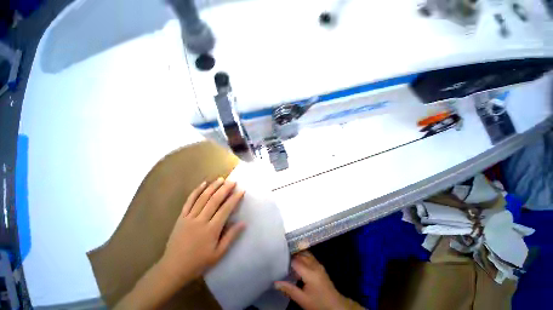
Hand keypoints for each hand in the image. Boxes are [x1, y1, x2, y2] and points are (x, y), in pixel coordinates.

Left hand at [159, 178, 245, 287]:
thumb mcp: (218, 254)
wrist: (173, 268)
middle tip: (232, 181)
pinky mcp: (181, 217)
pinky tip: (203, 183)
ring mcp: (189, 217)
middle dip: (225, 189)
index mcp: (211, 230)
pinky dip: (196, 191)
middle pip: (214, 200)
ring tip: (221, 179)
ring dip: (213, 187)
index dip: (234, 199)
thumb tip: (243, 223)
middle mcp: (201, 220)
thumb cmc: (198, 262)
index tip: (241, 191)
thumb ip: (231, 236)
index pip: (225, 209)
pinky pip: (189, 201)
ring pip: (203, 198)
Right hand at [275, 251, 363, 309]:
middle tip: (281, 258)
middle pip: (300, 254)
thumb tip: (275, 283)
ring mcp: (318, 264)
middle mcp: (314, 264)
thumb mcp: (302, 299)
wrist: (335, 305)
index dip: (286, 259)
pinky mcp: (320, 266)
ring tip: (288, 259)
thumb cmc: (318, 303)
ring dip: (297, 254)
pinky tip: (298, 262)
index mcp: (309, 271)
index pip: (295, 260)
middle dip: (291, 255)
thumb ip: (289, 289)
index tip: (278, 259)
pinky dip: (302, 256)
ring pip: (305, 253)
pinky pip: (309, 256)